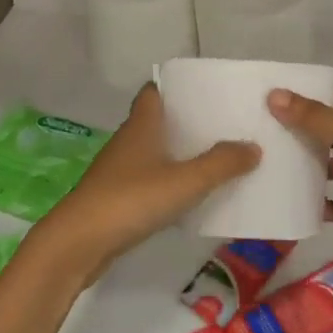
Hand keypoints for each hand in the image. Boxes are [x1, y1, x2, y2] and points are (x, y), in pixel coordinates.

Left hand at [30, 84, 258, 287]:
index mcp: (142, 125)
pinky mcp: (116, 198)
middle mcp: (129, 140)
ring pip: (154, 151)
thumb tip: (253, 146)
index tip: (207, 92)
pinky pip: (149, 179)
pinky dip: (168, 181)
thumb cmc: (131, 199)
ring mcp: (119, 170)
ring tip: (216, 159)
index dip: (177, 88)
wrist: (78, 244)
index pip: (155, 91)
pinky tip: (190, 195)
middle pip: (158, 121)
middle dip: (187, 122)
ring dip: (179, 153)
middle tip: (224, 126)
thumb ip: (221, 164)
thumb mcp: (185, 181)